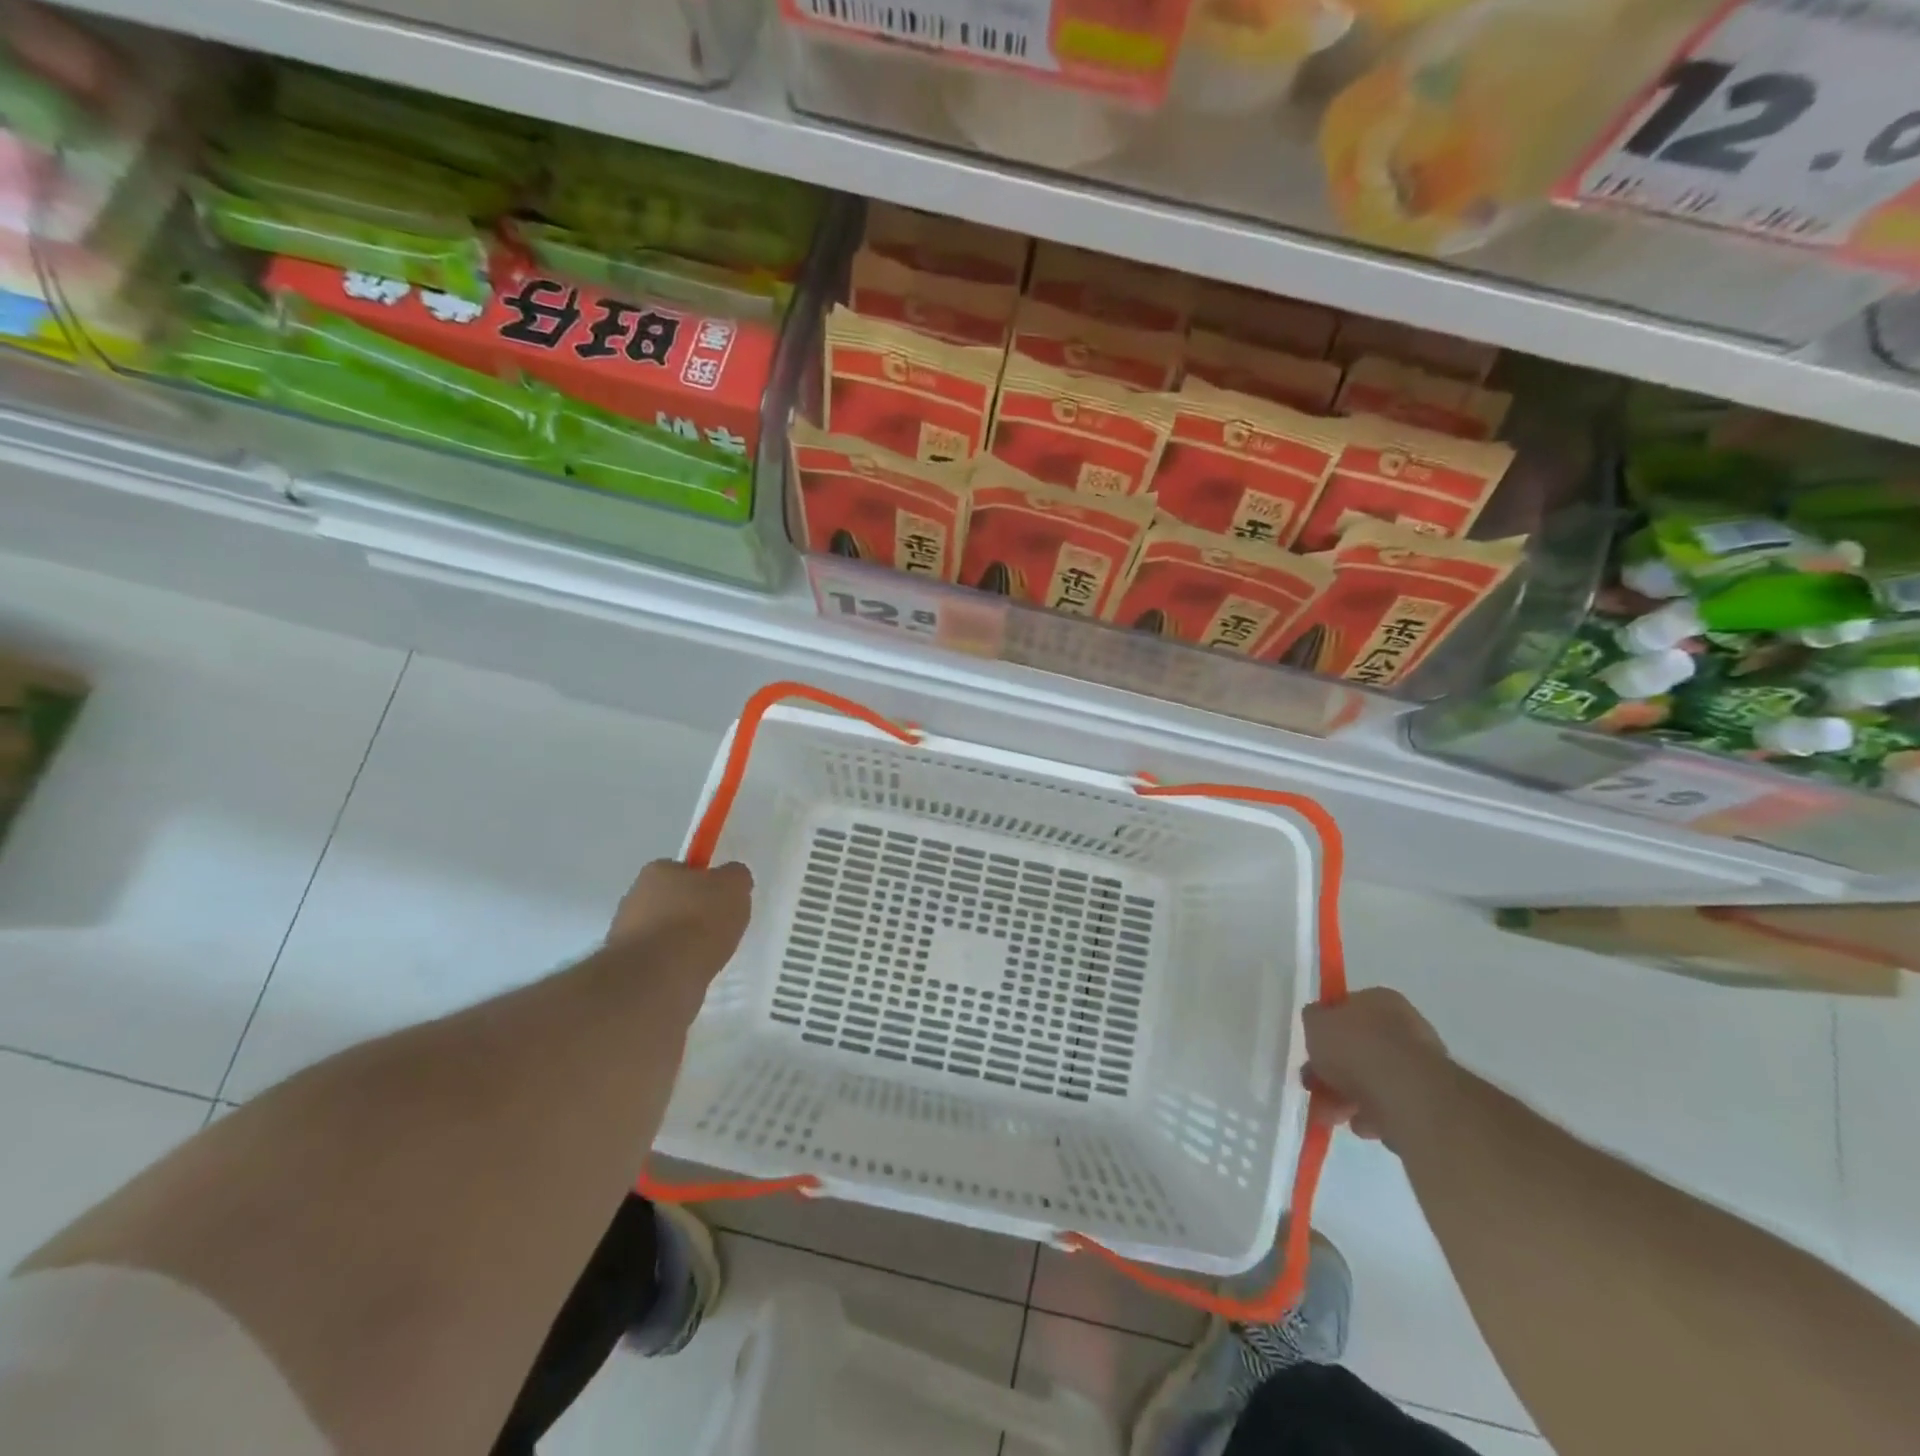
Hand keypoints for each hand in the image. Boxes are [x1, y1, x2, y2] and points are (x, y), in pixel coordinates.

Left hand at [609, 860, 753, 976]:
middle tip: (719, 929)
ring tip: (708, 958)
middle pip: (672, 902)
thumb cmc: (698, 921)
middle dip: (692, 914)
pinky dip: (675, 968)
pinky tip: (691, 975)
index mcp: (656, 871)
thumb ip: (736, 877)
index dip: (705, 884)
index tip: (722, 901)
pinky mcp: (627, 970)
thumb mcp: (734, 886)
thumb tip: (731, 879)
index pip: (683, 870)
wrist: (659, 979)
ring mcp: (625, 936)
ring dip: (682, 944)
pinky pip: (659, 963)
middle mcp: (634, 898)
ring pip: (664, 934)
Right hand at [1303, 988, 1449, 1146]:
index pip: (1348, 1008)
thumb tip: (1318, 1023)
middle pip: (1360, 1048)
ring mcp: (1421, 1065)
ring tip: (1331, 1114)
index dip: (1326, 1029)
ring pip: (1373, 1079)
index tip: (1311, 1050)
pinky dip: (1373, 1115)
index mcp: (1381, 1000)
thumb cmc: (1356, 1047)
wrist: (1406, 1095)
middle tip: (1314, 1086)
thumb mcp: (1315, 1023)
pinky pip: (1391, 1105)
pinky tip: (1361, 1125)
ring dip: (1347, 1096)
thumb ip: (1313, 1020)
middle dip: (1333, 1070)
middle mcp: (1406, 1027)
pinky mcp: (1429, 1101)